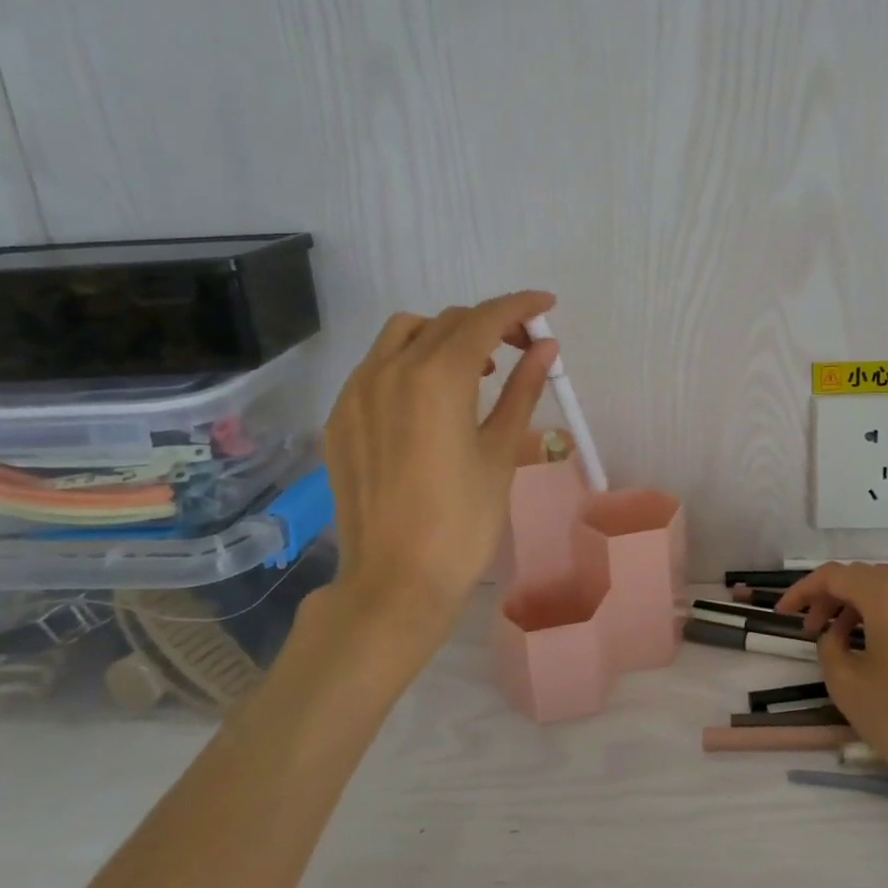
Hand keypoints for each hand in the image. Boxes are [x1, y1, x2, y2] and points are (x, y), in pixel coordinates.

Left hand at [317, 290, 557, 670]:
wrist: (395, 581)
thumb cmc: (463, 521)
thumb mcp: (501, 451)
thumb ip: (523, 390)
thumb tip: (547, 348)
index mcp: (436, 377)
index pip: (483, 320)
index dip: (519, 307)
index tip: (547, 305)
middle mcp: (389, 370)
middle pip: (446, 322)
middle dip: (489, 324)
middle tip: (523, 348)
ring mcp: (356, 392)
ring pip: (404, 334)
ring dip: (446, 336)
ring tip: (476, 369)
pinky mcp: (340, 418)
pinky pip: (377, 365)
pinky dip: (411, 361)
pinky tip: (430, 398)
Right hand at [778, 563, 887, 807]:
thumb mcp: (848, 686)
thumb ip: (829, 649)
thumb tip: (834, 637)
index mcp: (887, 598)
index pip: (835, 575)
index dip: (803, 590)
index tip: (784, 614)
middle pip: (864, 578)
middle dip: (832, 597)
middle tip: (811, 629)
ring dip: (860, 608)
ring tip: (844, 643)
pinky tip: (883, 655)